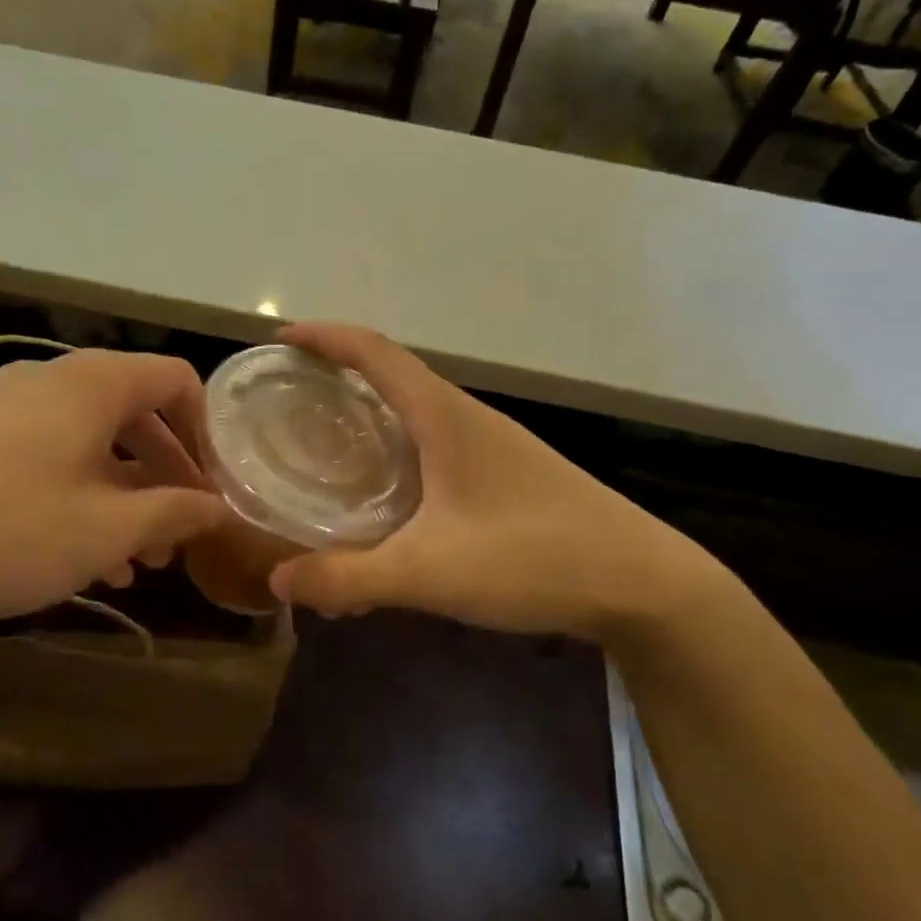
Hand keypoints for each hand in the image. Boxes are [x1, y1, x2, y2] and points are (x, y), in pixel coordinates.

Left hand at [0, 348, 231, 629]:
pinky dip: (78, 497)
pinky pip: (47, 458)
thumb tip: (217, 507)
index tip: (214, 486)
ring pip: (90, 444)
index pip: (178, 379)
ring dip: (124, 496)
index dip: (207, 431)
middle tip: (180, 533)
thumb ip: (174, 513)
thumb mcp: (106, 530)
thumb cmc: (4, 528)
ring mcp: (4, 407)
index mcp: (94, 384)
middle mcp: (52, 381)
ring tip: (137, 563)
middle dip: (166, 475)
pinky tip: (80, 557)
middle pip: (136, 414)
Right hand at [268, 324, 728, 639]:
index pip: (374, 352)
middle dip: (336, 379)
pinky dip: (396, 459)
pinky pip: (434, 450)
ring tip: (325, 453)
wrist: (642, 583)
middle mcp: (466, 418)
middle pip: (391, 378)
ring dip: (368, 422)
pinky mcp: (505, 475)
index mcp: (445, 416)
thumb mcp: (429, 572)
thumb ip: (348, 578)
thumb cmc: (533, 557)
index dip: (324, 338)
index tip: (280, 341)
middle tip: (288, 405)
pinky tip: (385, 507)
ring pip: (414, 417)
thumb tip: (278, 581)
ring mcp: (491, 446)